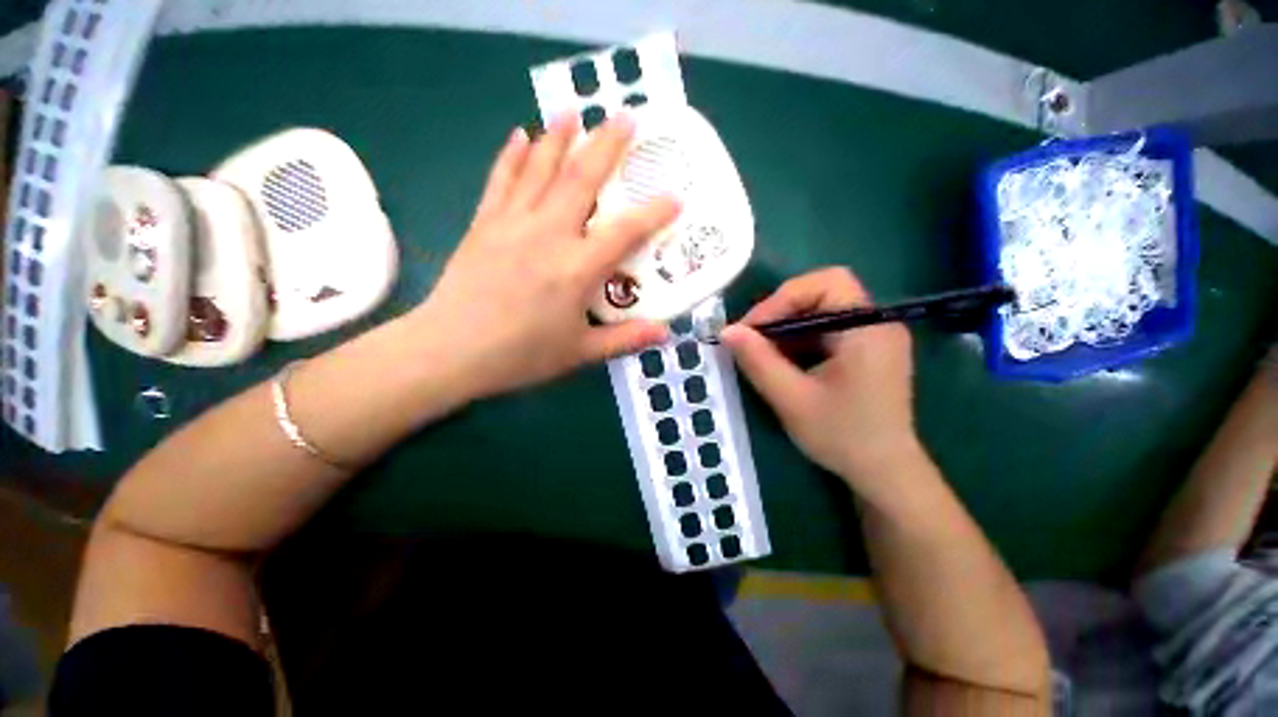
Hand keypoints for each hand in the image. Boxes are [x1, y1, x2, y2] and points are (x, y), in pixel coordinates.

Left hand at [412, 114, 679, 398]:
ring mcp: (513, 223)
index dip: (653, 213)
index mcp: (576, 268)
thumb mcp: (580, 352)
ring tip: (575, 111)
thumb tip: (664, 334)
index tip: (675, 197)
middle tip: (626, 115)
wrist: (451, 350)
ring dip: (560, 136)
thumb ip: (624, 339)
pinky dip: (513, 155)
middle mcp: (548, 234)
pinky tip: (521, 134)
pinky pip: (502, 179)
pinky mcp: (485, 223)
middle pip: (582, 178)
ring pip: (540, 168)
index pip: (624, 231)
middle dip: (607, 144)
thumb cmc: (521, 354)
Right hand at [721, 267, 919, 485]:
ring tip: (763, 353)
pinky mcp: (865, 351)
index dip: (783, 298)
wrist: (884, 473)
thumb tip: (726, 331)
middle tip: (753, 338)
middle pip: (822, 294)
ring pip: (820, 312)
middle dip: (781, 312)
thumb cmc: (842, 437)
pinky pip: (826, 330)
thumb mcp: (792, 399)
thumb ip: (758, 361)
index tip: (752, 329)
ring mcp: (873, 336)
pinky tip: (784, 362)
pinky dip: (799, 340)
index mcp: (868, 329)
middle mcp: (876, 323)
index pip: (826, 283)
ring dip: (787, 328)